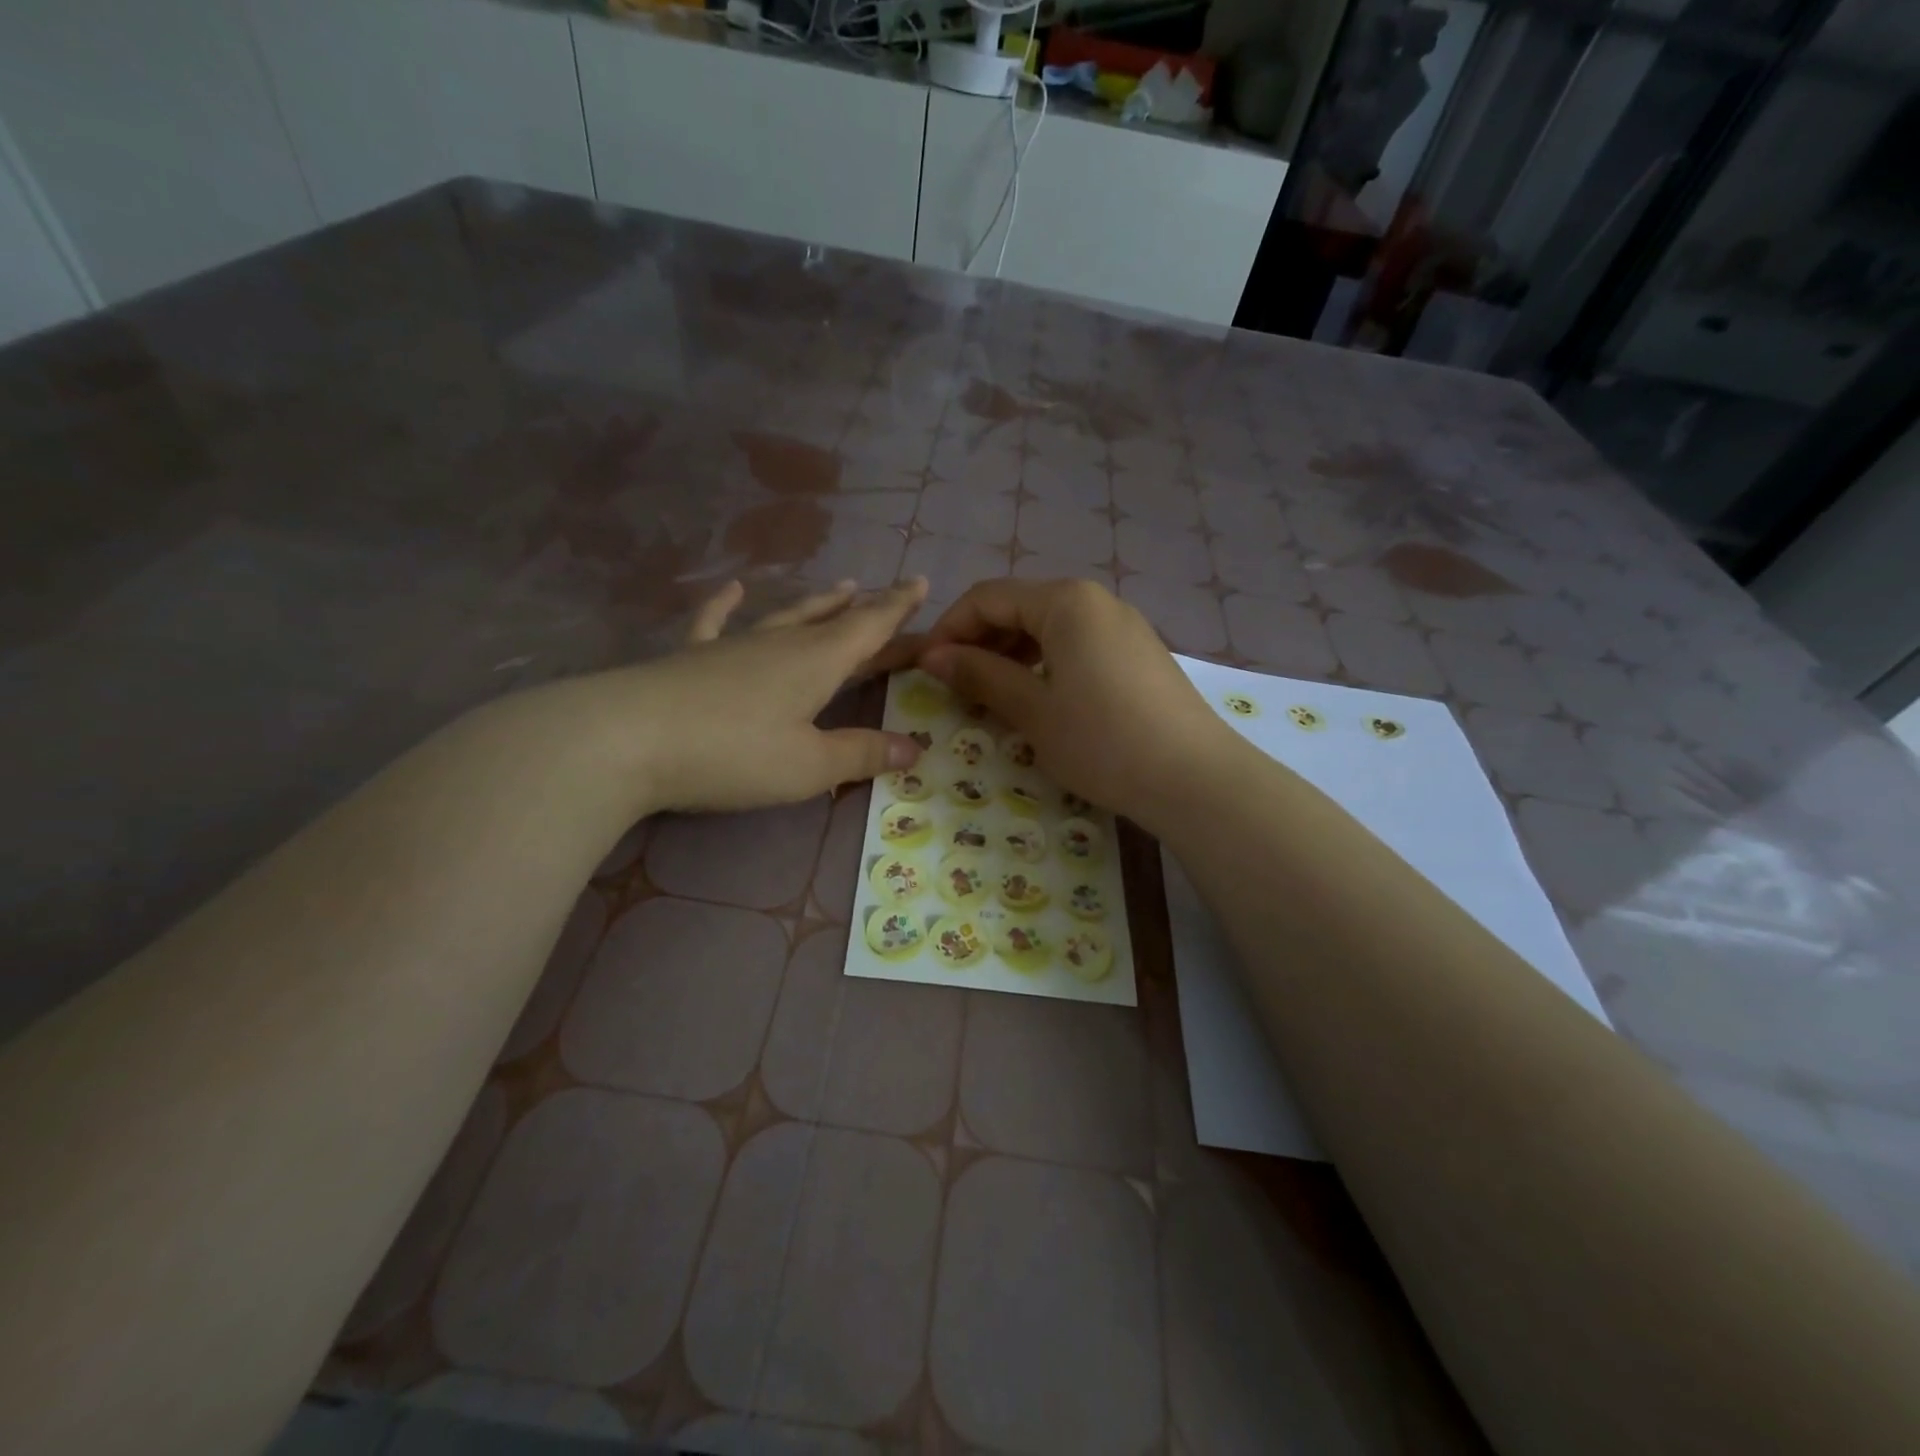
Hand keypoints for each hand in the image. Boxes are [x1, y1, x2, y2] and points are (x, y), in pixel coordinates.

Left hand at [629, 576, 929, 811]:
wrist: (627, 739)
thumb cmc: (733, 754)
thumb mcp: (808, 766)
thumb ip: (861, 754)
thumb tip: (913, 749)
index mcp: (817, 663)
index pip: (870, 627)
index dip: (898, 607)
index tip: (921, 581)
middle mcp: (781, 644)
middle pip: (833, 621)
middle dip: (865, 609)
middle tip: (887, 594)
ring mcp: (733, 645)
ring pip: (786, 616)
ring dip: (816, 603)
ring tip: (840, 587)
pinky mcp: (691, 657)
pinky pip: (714, 622)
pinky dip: (725, 605)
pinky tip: (729, 589)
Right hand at [918, 578, 1230, 828]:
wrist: (1194, 777)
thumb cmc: (1103, 741)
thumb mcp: (1033, 710)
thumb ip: (981, 675)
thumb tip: (934, 656)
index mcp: (1065, 601)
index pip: (987, 598)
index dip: (949, 629)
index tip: (925, 669)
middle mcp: (1095, 600)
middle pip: (1019, 607)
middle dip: (980, 641)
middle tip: (954, 686)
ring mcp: (1122, 626)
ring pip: (1049, 628)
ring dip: (1011, 655)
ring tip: (990, 695)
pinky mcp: (1138, 653)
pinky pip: (1077, 645)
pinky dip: (1045, 664)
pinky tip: (1038, 698)